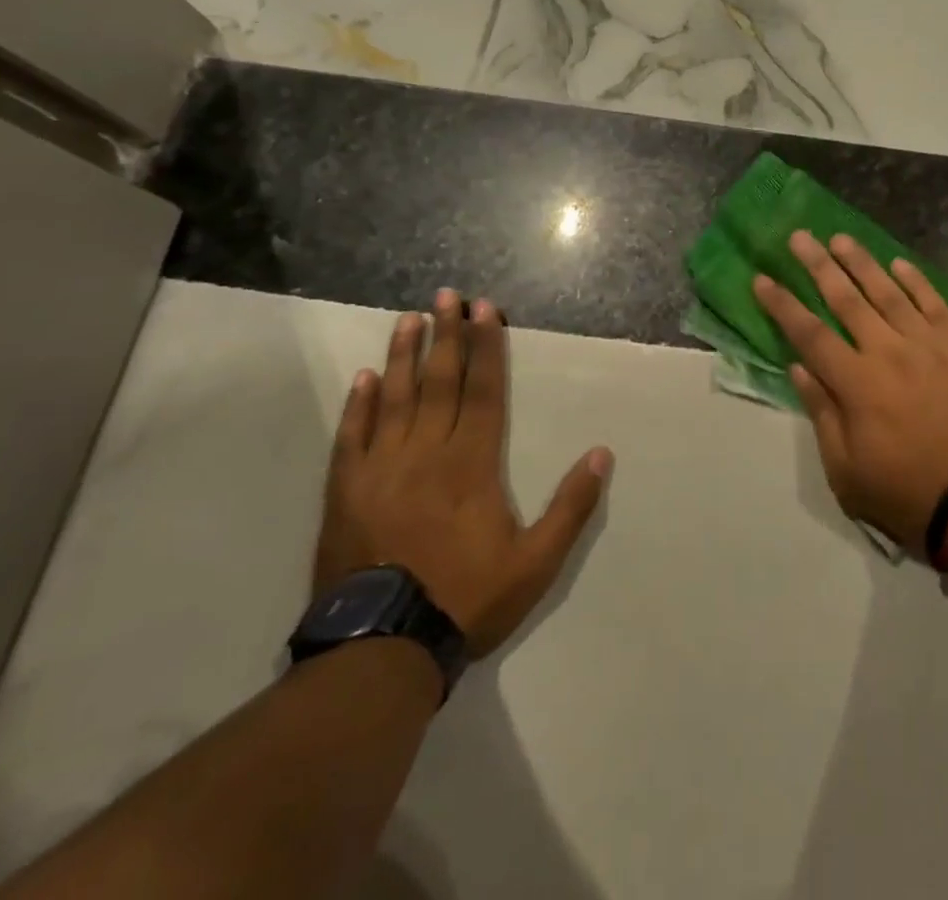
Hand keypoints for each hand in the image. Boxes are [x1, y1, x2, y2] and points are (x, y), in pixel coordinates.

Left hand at [314, 291, 612, 659]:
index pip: (484, 391)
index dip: (487, 348)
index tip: (485, 310)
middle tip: (447, 296)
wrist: (380, 651)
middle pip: (440, 382)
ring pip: (395, 399)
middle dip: (447, 335)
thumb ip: (572, 506)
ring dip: (404, 356)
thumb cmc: (466, 599)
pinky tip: (365, 378)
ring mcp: (381, 470)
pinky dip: (359, 405)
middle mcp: (427, 453)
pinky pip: (352, 437)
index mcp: (473, 463)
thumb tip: (602, 453)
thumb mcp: (536, 563)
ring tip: (410, 319)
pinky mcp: (346, 492)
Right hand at [754, 232, 947, 553]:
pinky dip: (916, 281)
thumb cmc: (906, 493)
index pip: (809, 334)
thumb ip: (822, 413)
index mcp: (856, 384)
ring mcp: (928, 344)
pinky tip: (899, 264)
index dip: (783, 305)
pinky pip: (934, 303)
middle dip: (818, 266)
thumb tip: (798, 368)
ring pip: (888, 292)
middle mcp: (888, 351)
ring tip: (840, 238)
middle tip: (799, 237)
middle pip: (846, 300)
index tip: (762, 278)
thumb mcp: (846, 471)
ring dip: (862, 263)